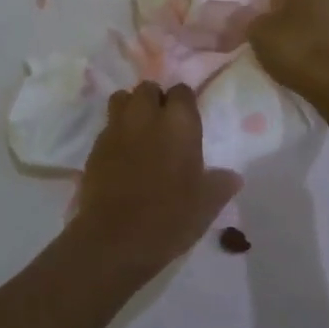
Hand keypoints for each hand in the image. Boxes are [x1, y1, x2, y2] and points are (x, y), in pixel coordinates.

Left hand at [69, 83, 240, 280]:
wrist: (116, 238)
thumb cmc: (170, 217)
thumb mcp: (206, 205)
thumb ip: (220, 184)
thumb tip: (233, 176)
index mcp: (179, 123)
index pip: (182, 91)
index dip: (184, 102)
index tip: (187, 120)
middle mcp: (146, 116)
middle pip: (148, 88)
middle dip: (155, 99)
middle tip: (163, 124)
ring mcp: (116, 128)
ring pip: (122, 99)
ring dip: (131, 108)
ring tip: (139, 131)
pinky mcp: (95, 146)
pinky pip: (108, 126)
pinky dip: (116, 132)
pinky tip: (122, 155)